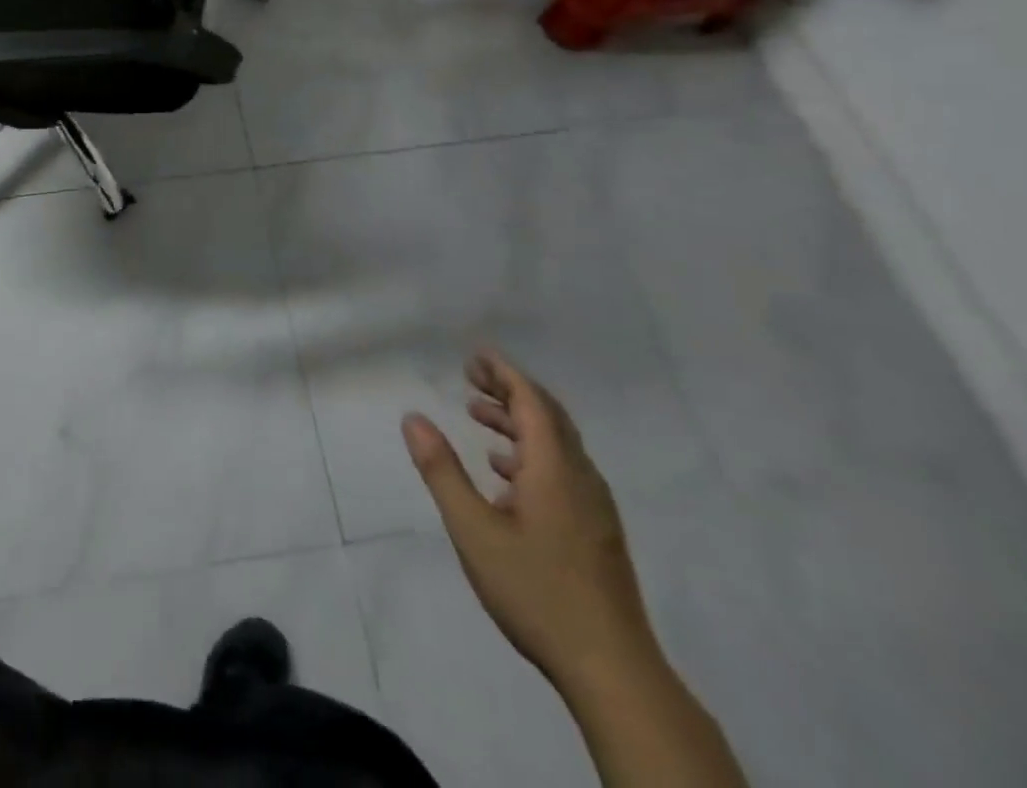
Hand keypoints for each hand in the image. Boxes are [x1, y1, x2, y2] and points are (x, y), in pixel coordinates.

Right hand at [402, 350, 657, 690]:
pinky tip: (505, 473)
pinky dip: (531, 453)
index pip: (531, 402)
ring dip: (518, 422)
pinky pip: (563, 470)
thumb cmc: (537, 592)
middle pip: (548, 417)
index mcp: (555, 469)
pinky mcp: (596, 532)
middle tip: (470, 377)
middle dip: (509, 391)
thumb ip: (442, 470)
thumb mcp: (474, 530)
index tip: (474, 355)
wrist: (614, 671)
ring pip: (557, 445)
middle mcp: (580, 478)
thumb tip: (413, 418)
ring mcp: (594, 507)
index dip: (503, 373)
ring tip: (478, 416)